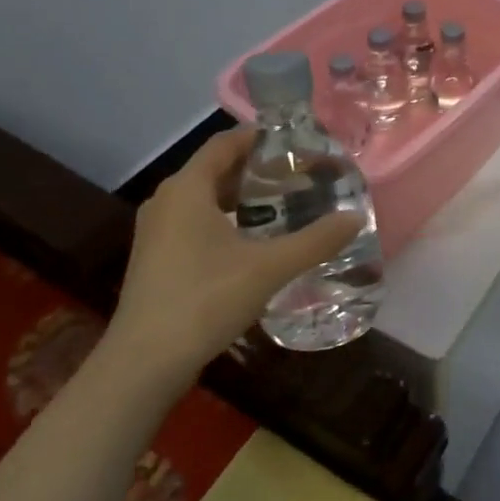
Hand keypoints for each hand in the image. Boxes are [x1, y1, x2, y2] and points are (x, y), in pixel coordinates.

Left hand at [108, 129, 360, 378]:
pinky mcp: (155, 258)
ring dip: (240, 196)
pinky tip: (252, 241)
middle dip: (255, 168)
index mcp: (187, 189)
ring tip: (281, 204)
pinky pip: (194, 221)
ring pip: (203, 198)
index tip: (296, 142)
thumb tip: (354, 218)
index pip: (224, 143)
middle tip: (297, 175)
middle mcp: (166, 201)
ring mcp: (156, 231)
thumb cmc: (205, 300)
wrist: (144, 362)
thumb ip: (315, 240)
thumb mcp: (269, 268)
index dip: (259, 137)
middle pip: (215, 169)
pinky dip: (224, 219)